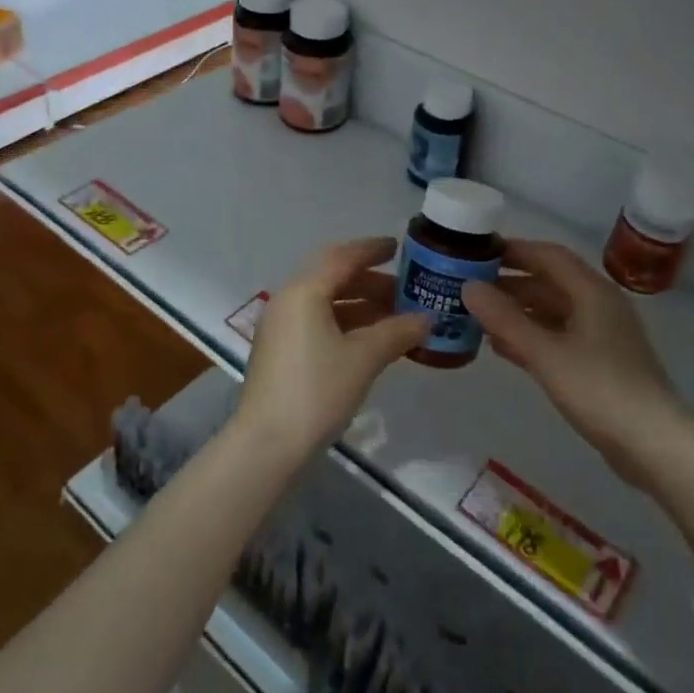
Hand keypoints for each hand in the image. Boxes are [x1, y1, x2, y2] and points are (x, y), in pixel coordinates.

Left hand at [233, 237, 430, 462]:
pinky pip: (318, 321)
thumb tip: (426, 319)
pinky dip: (346, 323)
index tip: (400, 247)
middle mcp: (289, 300)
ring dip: (361, 304)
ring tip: (396, 318)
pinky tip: (372, 340)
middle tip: (405, 289)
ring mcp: (281, 326)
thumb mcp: (363, 359)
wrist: (267, 445)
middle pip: (333, 276)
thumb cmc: (317, 391)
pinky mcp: (281, 350)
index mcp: (304, 291)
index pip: (343, 256)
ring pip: (326, 301)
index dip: (372, 249)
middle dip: (371, 280)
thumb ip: (396, 332)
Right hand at [464, 240, 693, 491]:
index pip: (548, 256)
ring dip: (517, 311)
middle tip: (468, 287)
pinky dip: (531, 336)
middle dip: (510, 283)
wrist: (655, 446)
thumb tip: (468, 286)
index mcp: (592, 292)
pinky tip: (502, 348)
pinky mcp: (599, 364)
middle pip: (549, 283)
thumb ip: (505, 320)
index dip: (513, 250)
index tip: (477, 252)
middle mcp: (598, 306)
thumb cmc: (600, 390)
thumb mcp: (546, 353)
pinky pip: (558, 337)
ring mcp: (601, 336)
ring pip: (552, 312)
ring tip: (477, 316)